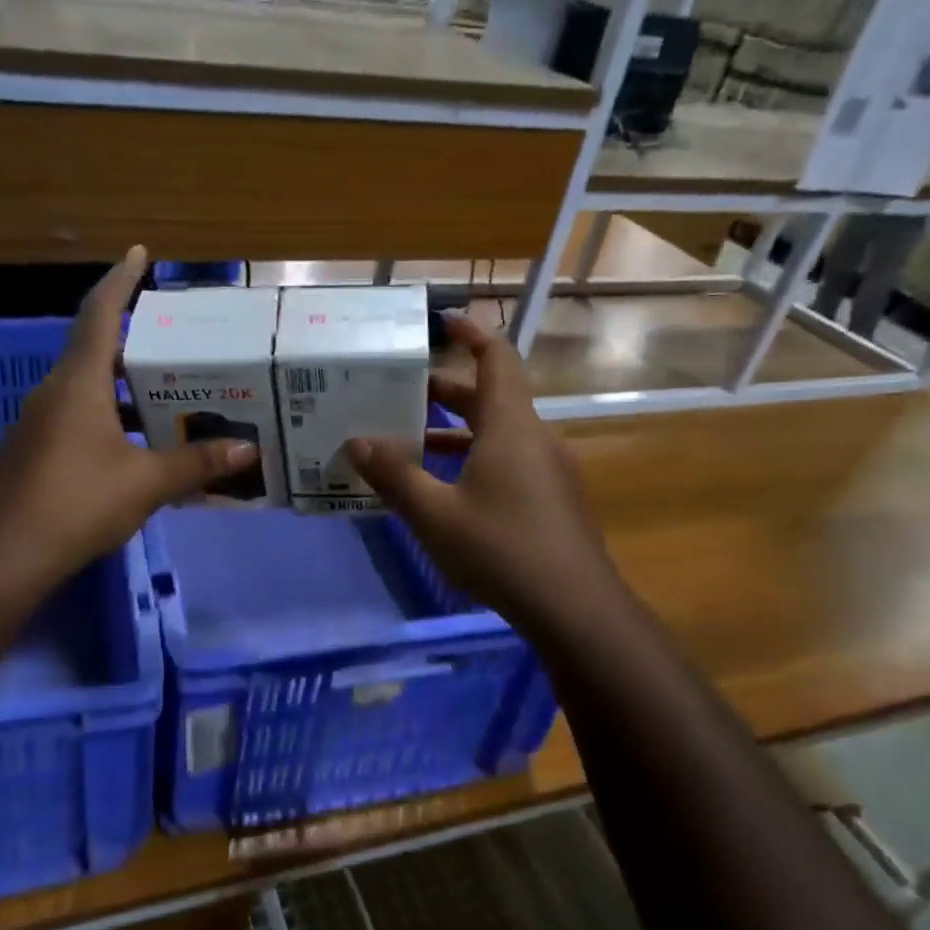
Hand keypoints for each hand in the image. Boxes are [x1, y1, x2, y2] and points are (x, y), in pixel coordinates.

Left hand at [0, 247, 257, 592]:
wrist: (10, 554)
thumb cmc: (80, 502)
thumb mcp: (148, 482)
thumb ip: (197, 463)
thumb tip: (247, 450)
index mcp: (79, 383)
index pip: (101, 314)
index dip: (120, 280)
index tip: (137, 253)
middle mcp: (53, 392)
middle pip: (93, 349)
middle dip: (131, 338)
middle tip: (171, 339)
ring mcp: (36, 422)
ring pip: (83, 387)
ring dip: (119, 384)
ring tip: (161, 392)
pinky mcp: (31, 451)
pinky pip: (73, 416)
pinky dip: (104, 414)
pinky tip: (130, 442)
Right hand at [344, 314, 617, 632]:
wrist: (573, 607)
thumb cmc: (500, 548)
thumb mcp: (434, 514)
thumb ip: (395, 475)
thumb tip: (356, 442)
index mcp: (511, 426)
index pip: (497, 359)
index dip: (472, 335)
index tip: (443, 323)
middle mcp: (535, 437)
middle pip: (492, 397)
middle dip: (447, 392)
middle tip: (402, 393)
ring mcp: (550, 469)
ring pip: (500, 433)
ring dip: (458, 432)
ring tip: (412, 443)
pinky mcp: (553, 498)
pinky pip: (510, 461)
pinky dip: (476, 459)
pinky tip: (447, 489)